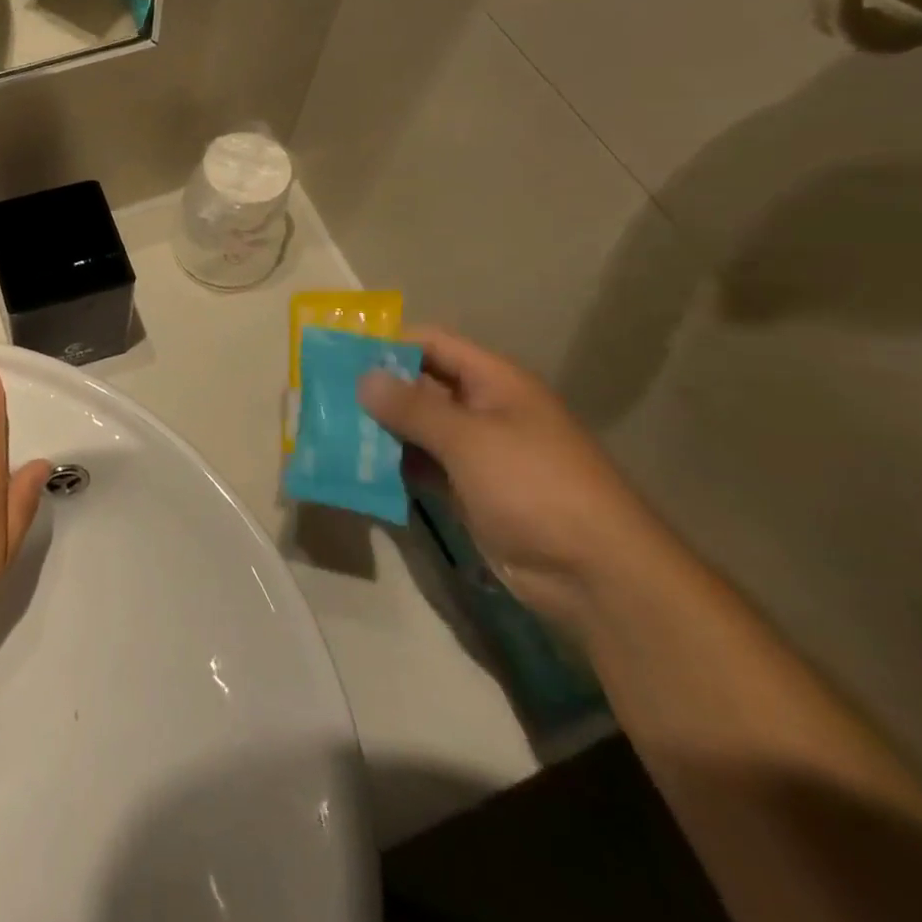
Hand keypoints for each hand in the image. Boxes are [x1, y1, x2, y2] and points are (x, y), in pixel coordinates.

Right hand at [358, 327, 667, 632]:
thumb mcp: (469, 439)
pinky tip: (357, 470)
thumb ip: (413, 407)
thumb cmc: (535, 487)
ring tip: (329, 433)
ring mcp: (478, 454)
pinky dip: (394, 467)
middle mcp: (484, 410)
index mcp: (494, 382)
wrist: (598, 576)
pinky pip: (423, 468)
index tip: (340, 357)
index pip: (431, 345)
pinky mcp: (471, 493)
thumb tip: (364, 377)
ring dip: (379, 431)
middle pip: (420, 386)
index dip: (388, 345)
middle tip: (323, 398)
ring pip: (418, 430)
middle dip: (375, 391)